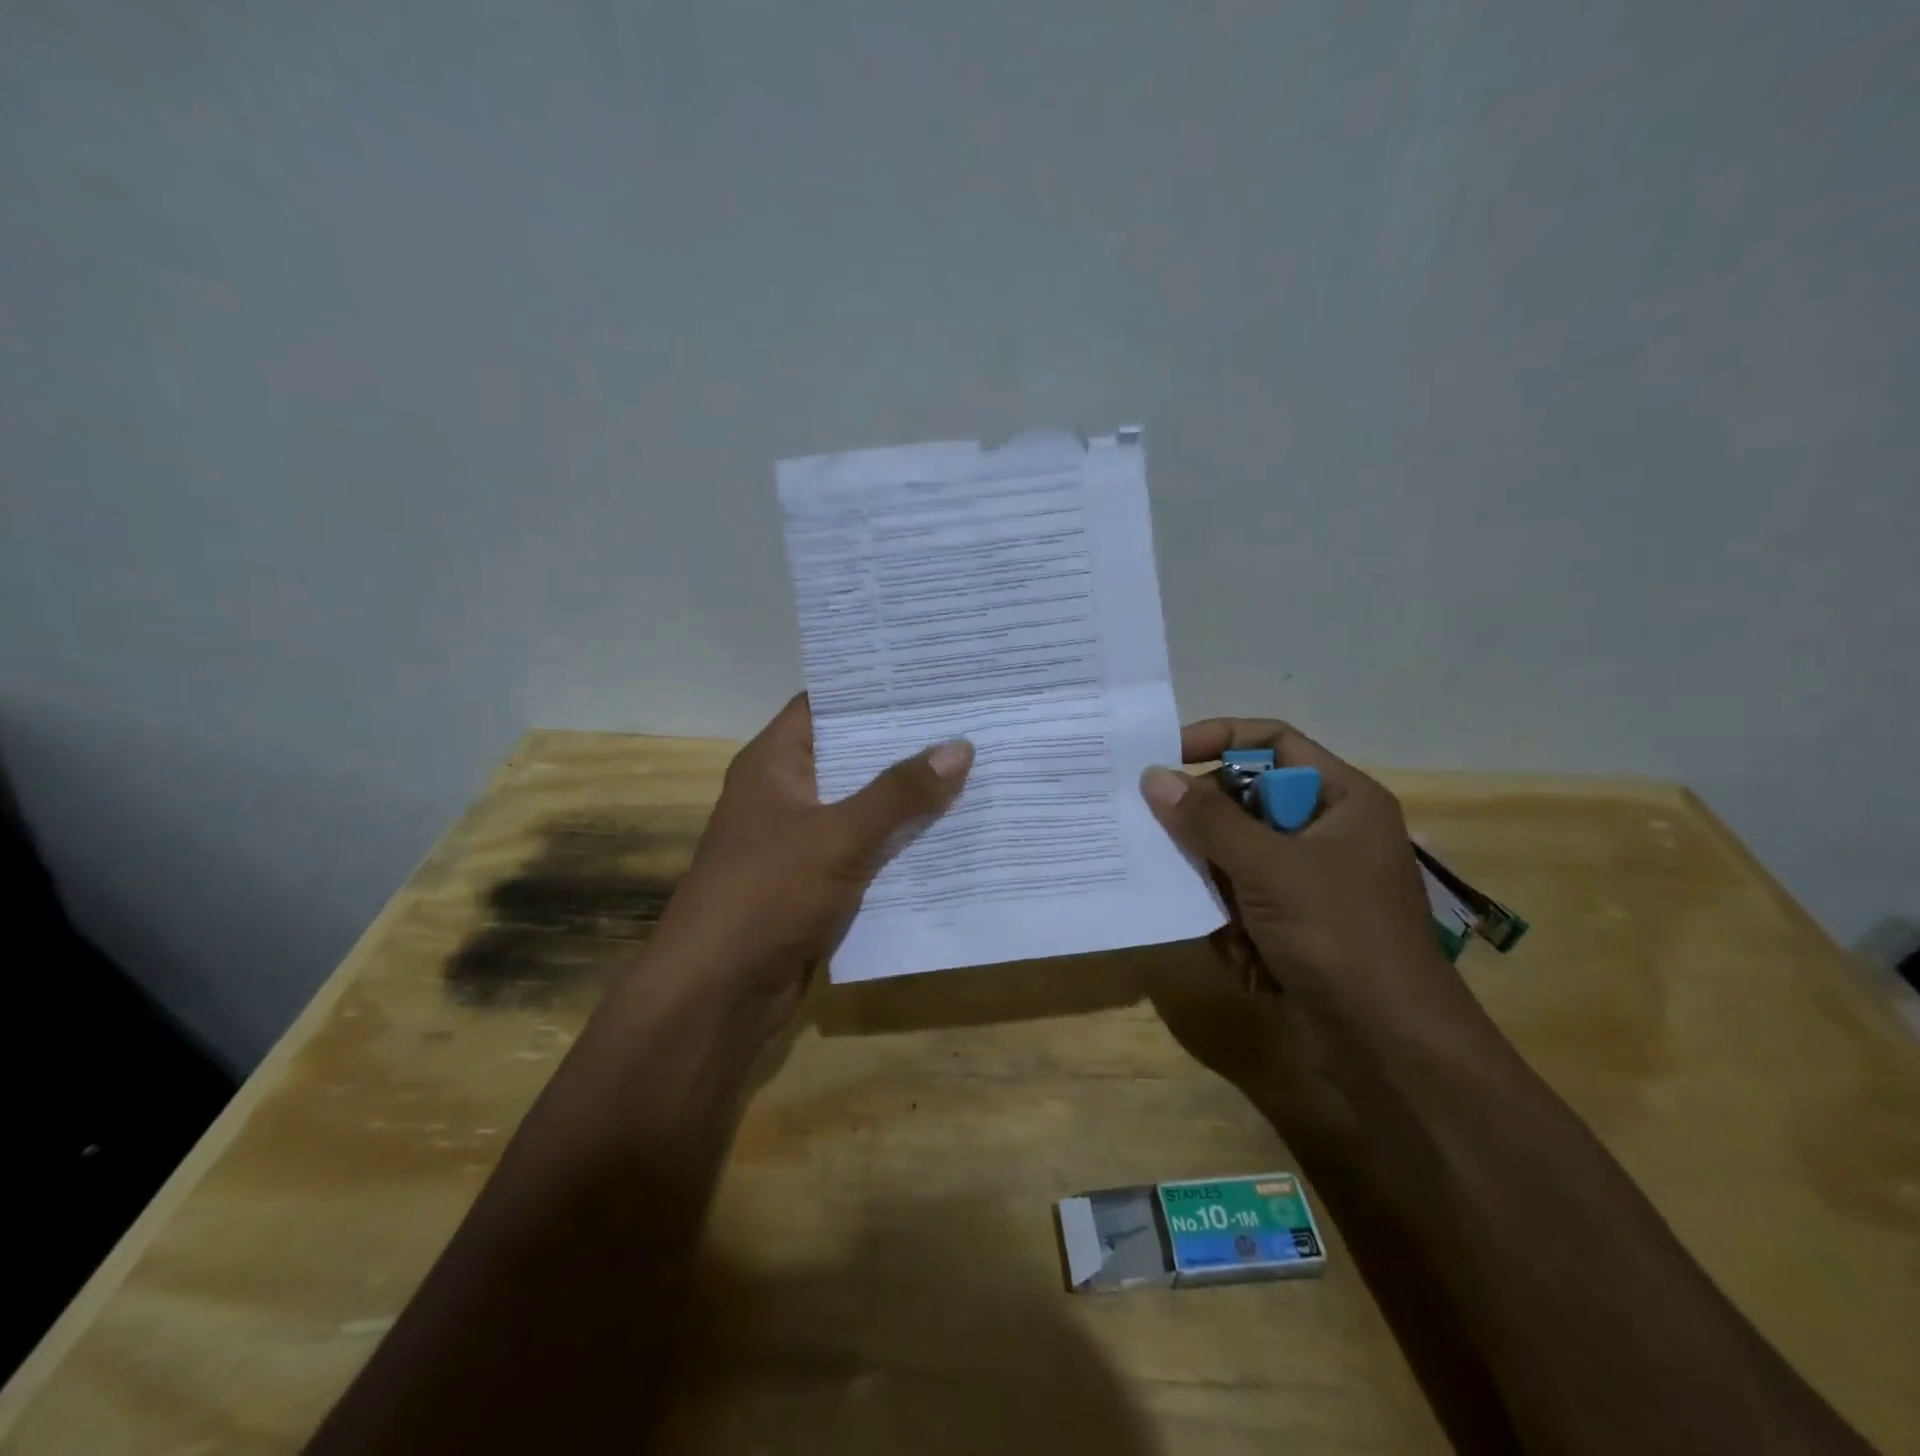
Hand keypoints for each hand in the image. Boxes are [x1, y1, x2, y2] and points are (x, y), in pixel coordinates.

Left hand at [653, 694, 972, 1030]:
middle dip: (905, 743)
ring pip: (863, 805)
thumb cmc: (767, 894)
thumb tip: (960, 747)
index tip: (931, 679)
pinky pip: (867, 849)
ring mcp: (801, 839)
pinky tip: (953, 832)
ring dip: (909, 796)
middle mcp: (786, 792)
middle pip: (851, 754)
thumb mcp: (838, 836)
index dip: (873, 690)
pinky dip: (901, 841)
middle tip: (969, 720)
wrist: (718, 994)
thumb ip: (899, 793)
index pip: (825, 704)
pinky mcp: (817, 881)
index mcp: (774, 763)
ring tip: (976, 767)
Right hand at [1140, 718, 1467, 1030]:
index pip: (1273, 743)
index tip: (1165, 758)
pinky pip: (1243, 901)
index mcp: (1342, 800)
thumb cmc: (1342, 938)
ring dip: (1221, 890)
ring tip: (1225, 922)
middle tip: (1173, 849)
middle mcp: (1327, 832)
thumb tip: (1154, 776)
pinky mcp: (1296, 924)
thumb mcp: (1269, 869)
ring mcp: (1312, 881)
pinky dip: (1234, 928)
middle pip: (1246, 803)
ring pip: (1236, 857)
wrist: (1394, 1051)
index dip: (1219, 740)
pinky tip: (1250, 959)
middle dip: (1210, 835)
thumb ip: (1208, 820)